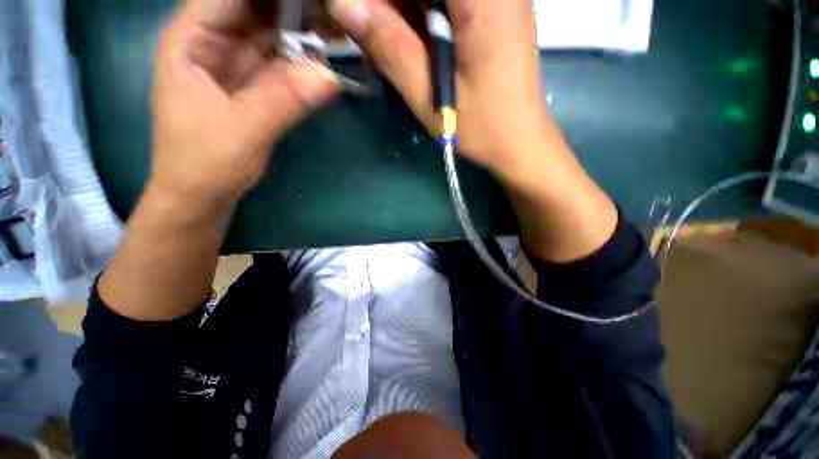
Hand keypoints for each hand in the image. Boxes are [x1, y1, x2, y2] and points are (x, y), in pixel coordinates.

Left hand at [150, 0, 338, 209]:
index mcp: (191, 39)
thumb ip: (282, 101)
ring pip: (272, 32)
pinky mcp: (255, 84)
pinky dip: (304, 58)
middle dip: (294, 6)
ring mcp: (236, 63)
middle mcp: (212, 41)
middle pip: (255, 6)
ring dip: (304, 28)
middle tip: (334, 10)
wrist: (203, 194)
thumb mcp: (241, 131)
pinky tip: (326, 54)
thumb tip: (329, 77)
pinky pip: (282, 61)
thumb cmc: (204, 163)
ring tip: (338, 25)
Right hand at [329, 0, 548, 176]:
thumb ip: (391, 47)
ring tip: (386, 38)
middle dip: (391, 3)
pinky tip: (410, 39)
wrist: (519, 140)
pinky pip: (447, 3)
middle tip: (369, 29)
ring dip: (402, 10)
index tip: (361, 14)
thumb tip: (344, 5)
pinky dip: (420, 15)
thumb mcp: (430, 95)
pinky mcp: (492, 10)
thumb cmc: (481, 127)